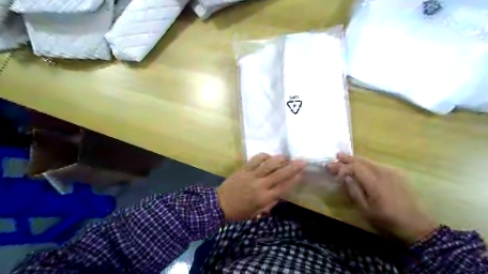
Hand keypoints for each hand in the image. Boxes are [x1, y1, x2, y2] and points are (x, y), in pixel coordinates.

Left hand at [216, 154, 303, 222]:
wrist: (218, 206)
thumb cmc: (239, 212)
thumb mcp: (257, 212)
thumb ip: (270, 203)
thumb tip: (280, 193)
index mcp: (264, 198)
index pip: (284, 187)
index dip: (294, 179)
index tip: (302, 173)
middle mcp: (260, 185)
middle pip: (280, 173)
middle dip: (293, 167)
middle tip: (303, 160)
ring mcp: (251, 176)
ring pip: (268, 163)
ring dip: (279, 159)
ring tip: (285, 157)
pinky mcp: (243, 169)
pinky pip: (255, 159)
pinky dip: (264, 156)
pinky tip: (268, 156)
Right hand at [328, 152, 437, 244]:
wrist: (416, 225)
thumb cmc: (387, 220)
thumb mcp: (365, 210)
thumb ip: (353, 191)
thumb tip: (345, 177)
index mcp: (375, 183)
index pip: (355, 167)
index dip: (341, 167)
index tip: (330, 168)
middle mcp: (383, 173)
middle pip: (362, 161)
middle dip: (347, 158)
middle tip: (335, 156)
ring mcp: (391, 172)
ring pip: (369, 161)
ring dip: (355, 159)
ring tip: (344, 157)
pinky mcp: (396, 174)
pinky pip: (376, 165)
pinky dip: (365, 163)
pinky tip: (361, 165)